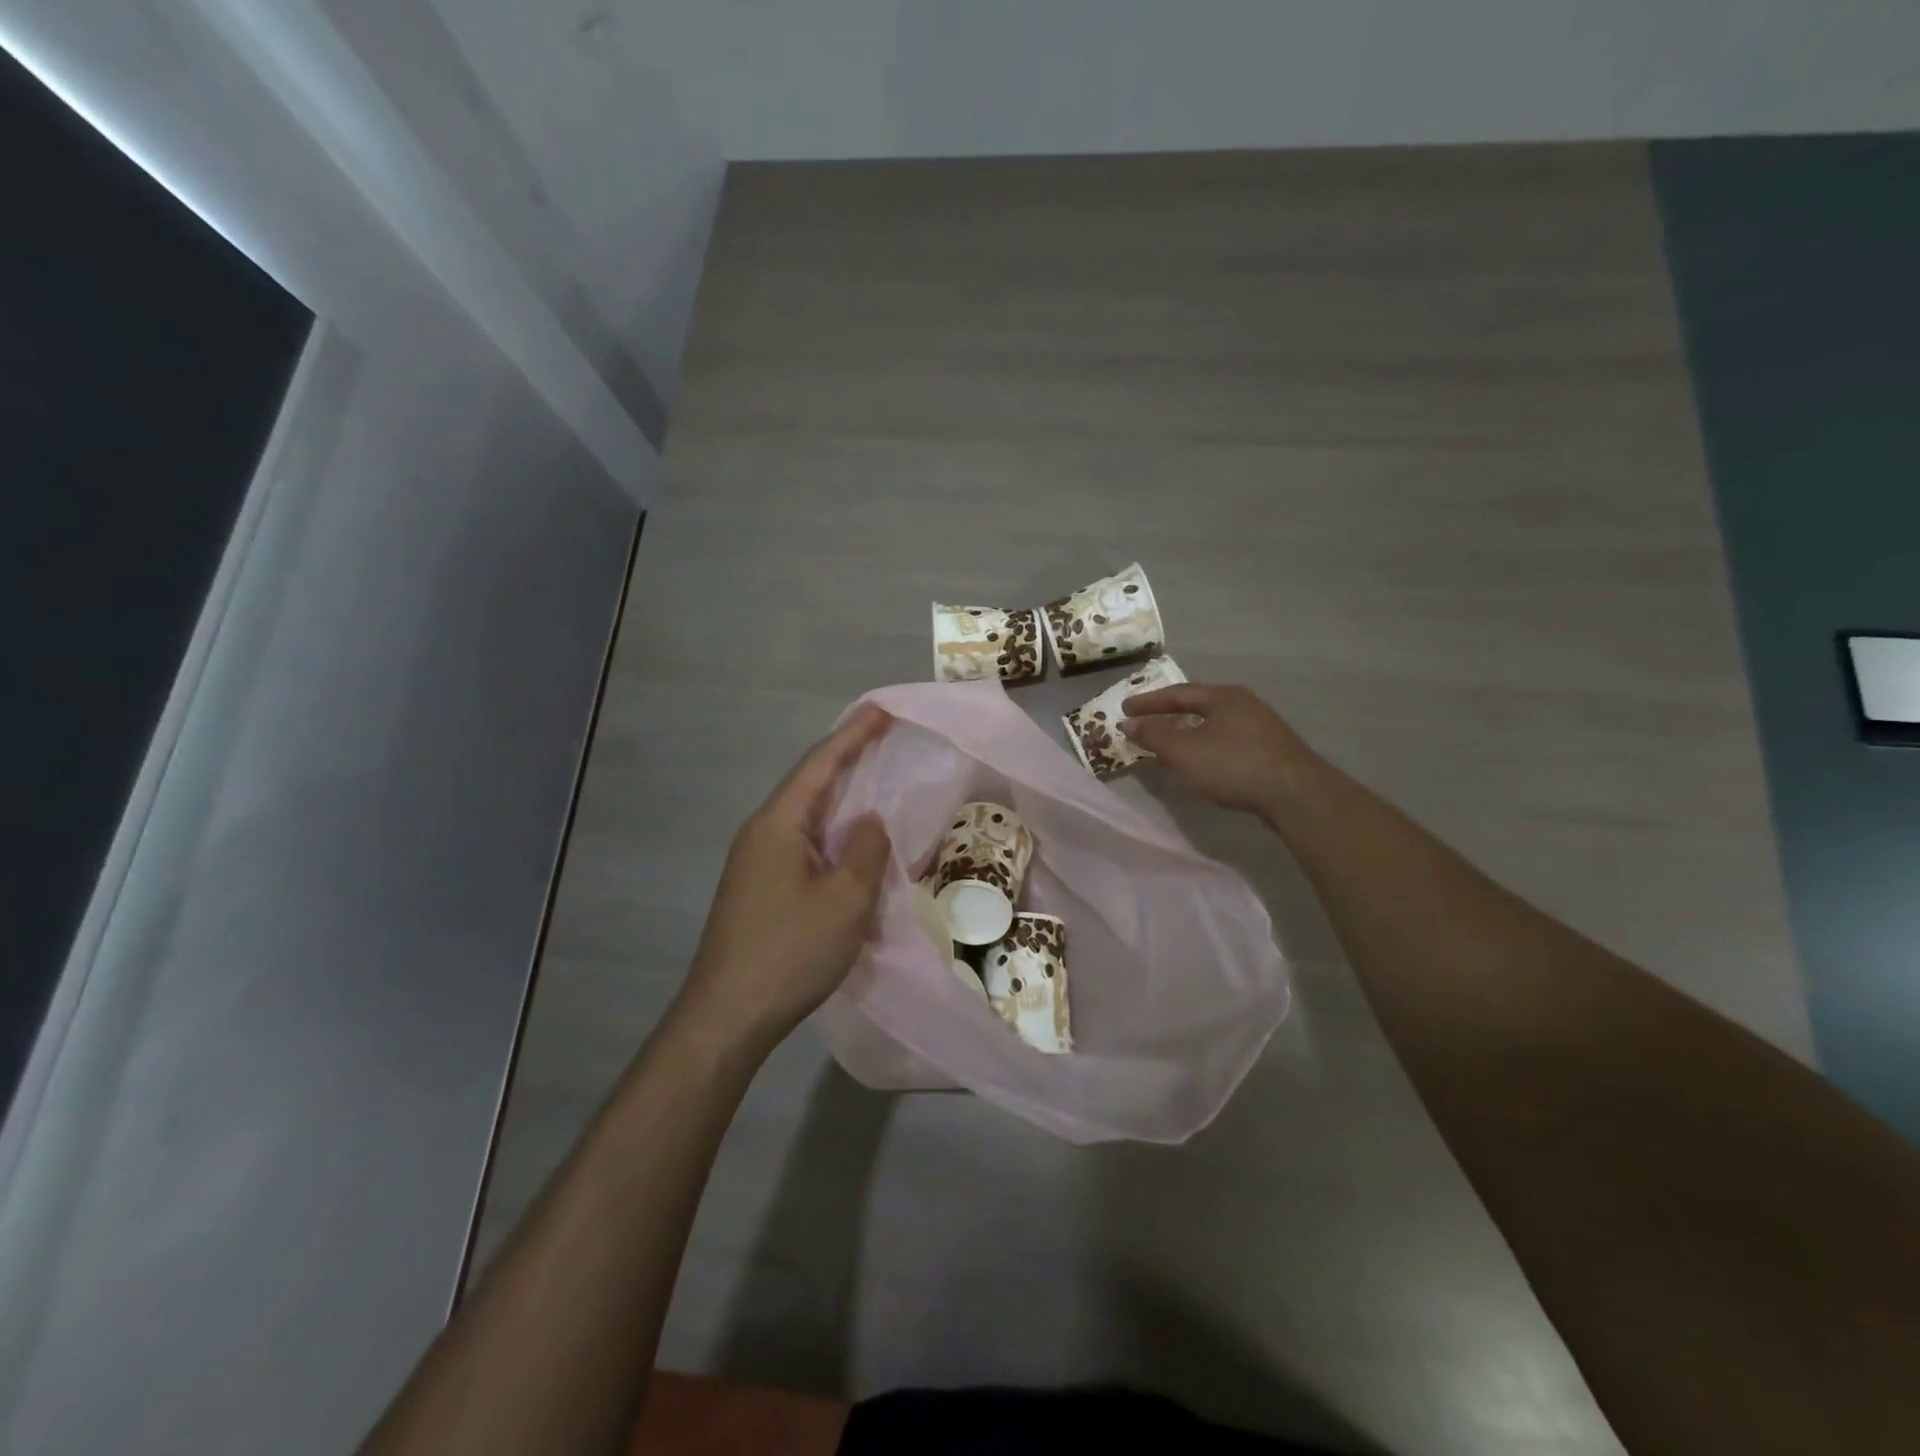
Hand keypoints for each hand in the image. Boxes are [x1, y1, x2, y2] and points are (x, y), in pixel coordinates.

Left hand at [676, 704, 893, 1051]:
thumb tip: (869, 822)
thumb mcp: (846, 900)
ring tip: (870, 778)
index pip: (820, 765)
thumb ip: (866, 851)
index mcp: (779, 824)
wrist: (728, 1015)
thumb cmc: (790, 951)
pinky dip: (830, 830)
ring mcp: (755, 861)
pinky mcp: (758, 887)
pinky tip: (847, 840)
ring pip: (805, 815)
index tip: (881, 710)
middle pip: (809, 783)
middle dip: (846, 757)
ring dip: (839, 795)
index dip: (853, 735)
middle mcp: (761, 832)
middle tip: (881, 735)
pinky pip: (801, 842)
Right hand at [1121, 682, 1318, 816]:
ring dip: (1188, 732)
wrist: (1296, 794)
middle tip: (1146, 723)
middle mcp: (1244, 704)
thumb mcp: (1184, 750)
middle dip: (1170, 714)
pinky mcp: (1271, 751)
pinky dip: (1206, 746)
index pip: (1178, 692)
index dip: (1148, 702)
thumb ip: (1154, 735)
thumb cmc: (1233, 765)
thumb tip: (1129, 722)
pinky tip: (1202, 762)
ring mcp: (1262, 728)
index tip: (1124, 709)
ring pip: (1215, 724)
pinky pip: (1228, 741)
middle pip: (1199, 705)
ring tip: (1170, 744)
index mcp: (1223, 696)